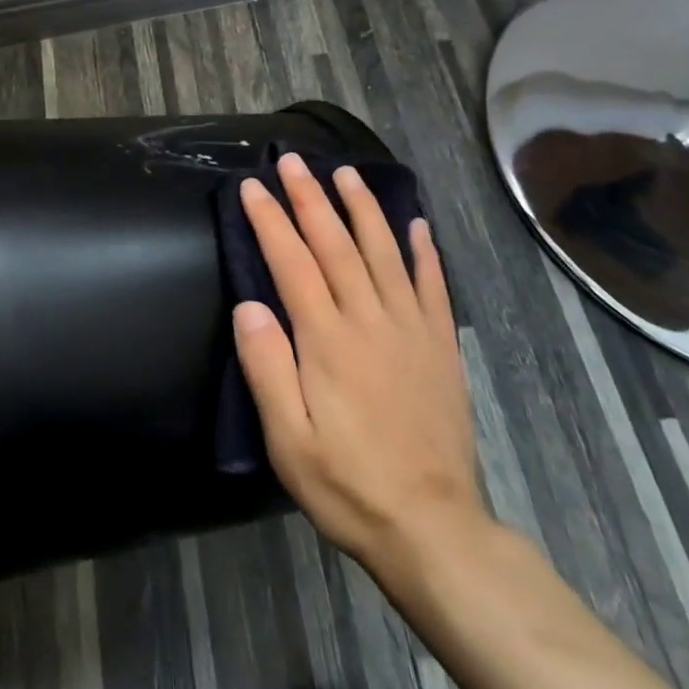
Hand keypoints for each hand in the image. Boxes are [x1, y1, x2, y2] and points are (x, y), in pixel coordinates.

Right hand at [232, 153, 485, 590]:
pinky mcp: (440, 347)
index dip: (270, 220)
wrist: (432, 527)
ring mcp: (411, 330)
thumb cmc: (347, 483)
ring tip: (347, 173)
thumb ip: (266, 368)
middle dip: (310, 198)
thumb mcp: (288, 440)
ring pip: (384, 252)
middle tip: (293, 161)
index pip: (292, 262)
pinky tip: (417, 224)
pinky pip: (432, 286)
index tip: (252, 186)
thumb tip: (248, 305)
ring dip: (364, 208)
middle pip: (336, 244)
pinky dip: (424, 251)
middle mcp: (369, 320)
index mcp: (327, 339)